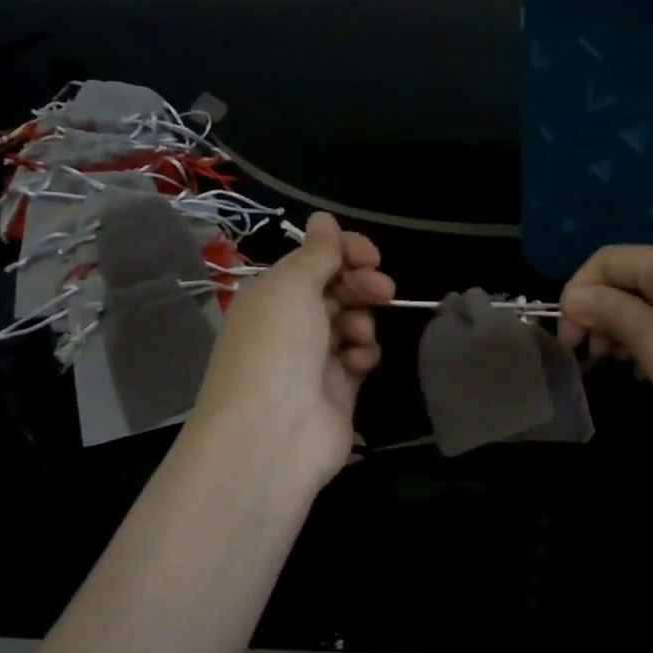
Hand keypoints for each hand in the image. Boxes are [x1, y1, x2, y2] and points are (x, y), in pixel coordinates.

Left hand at [188, 212, 394, 492]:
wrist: (271, 434)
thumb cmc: (276, 347)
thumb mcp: (292, 287)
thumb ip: (316, 254)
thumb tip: (323, 218)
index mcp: (271, 296)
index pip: (313, 262)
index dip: (344, 252)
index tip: (370, 255)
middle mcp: (289, 324)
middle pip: (336, 290)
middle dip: (361, 283)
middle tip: (382, 288)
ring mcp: (313, 359)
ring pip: (352, 323)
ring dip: (362, 320)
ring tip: (358, 335)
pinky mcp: (337, 391)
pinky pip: (359, 358)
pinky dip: (363, 354)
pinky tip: (359, 362)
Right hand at [557, 244, 652, 479]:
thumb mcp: (652, 340)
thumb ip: (608, 310)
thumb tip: (575, 296)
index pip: (610, 259)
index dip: (578, 292)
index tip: (567, 338)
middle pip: (634, 279)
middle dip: (601, 313)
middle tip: (591, 356)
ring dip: (627, 330)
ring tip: (620, 367)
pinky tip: (652, 371)